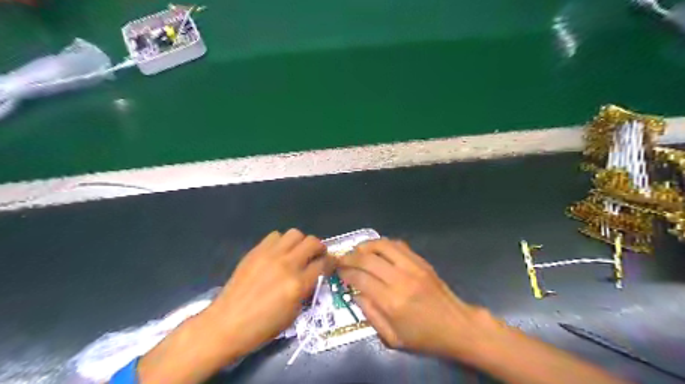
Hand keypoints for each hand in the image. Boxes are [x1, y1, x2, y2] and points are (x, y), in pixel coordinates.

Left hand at [208, 228, 326, 355]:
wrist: (227, 323)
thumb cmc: (262, 327)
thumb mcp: (293, 314)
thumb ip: (306, 290)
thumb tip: (312, 275)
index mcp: (298, 285)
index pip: (323, 264)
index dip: (331, 262)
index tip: (331, 263)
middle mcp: (287, 265)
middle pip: (312, 242)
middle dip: (320, 247)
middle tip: (317, 255)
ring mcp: (270, 255)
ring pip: (295, 234)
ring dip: (301, 242)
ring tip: (297, 252)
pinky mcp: (256, 251)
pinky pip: (275, 236)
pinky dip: (282, 242)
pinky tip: (278, 253)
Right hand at [339, 239, 495, 357]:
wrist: (457, 326)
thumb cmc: (423, 337)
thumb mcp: (392, 338)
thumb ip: (370, 314)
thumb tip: (355, 293)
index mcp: (392, 302)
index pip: (360, 279)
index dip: (345, 273)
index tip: (338, 272)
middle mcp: (400, 279)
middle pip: (368, 259)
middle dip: (350, 257)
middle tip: (341, 259)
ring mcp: (413, 267)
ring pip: (382, 246)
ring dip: (365, 245)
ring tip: (356, 251)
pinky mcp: (421, 261)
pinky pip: (398, 245)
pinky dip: (383, 244)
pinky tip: (377, 250)